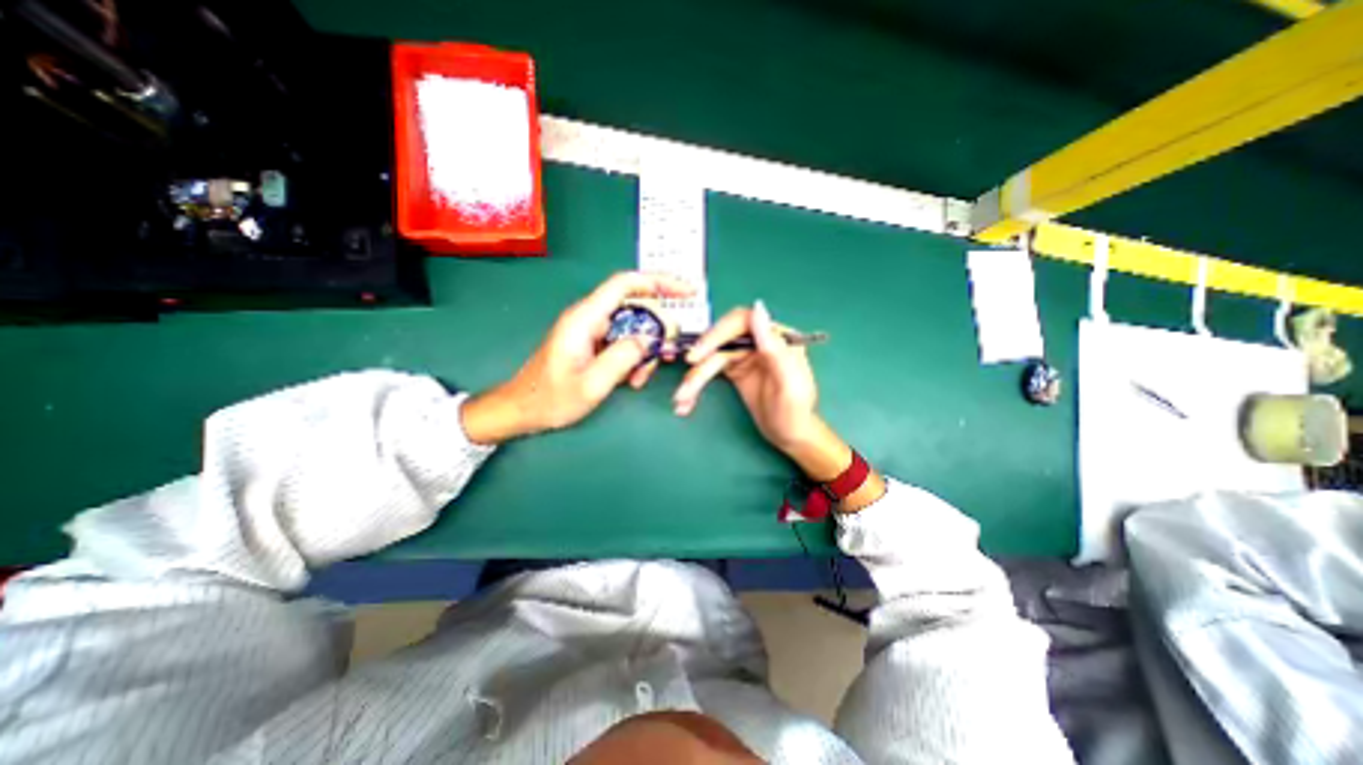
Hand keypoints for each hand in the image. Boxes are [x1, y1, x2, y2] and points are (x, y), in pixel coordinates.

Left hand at [461, 272, 691, 442]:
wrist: (522, 410)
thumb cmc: (551, 399)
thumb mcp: (592, 384)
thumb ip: (623, 358)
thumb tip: (650, 338)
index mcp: (585, 319)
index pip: (625, 284)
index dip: (658, 281)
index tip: (685, 291)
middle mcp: (589, 318)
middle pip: (634, 308)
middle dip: (655, 331)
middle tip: (666, 355)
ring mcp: (591, 330)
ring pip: (631, 328)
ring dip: (644, 351)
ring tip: (640, 378)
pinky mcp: (592, 343)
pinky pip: (622, 341)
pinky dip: (633, 358)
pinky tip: (631, 379)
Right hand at [672, 300, 847, 476]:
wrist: (792, 437)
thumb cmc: (795, 413)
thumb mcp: (789, 383)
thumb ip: (774, 347)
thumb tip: (757, 308)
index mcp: (777, 338)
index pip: (741, 323)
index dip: (717, 334)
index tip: (698, 354)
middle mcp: (759, 341)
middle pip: (721, 341)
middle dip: (701, 362)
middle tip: (685, 383)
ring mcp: (745, 355)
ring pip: (711, 357)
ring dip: (694, 378)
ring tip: (681, 399)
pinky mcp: (734, 370)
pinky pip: (709, 370)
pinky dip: (697, 384)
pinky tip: (687, 401)